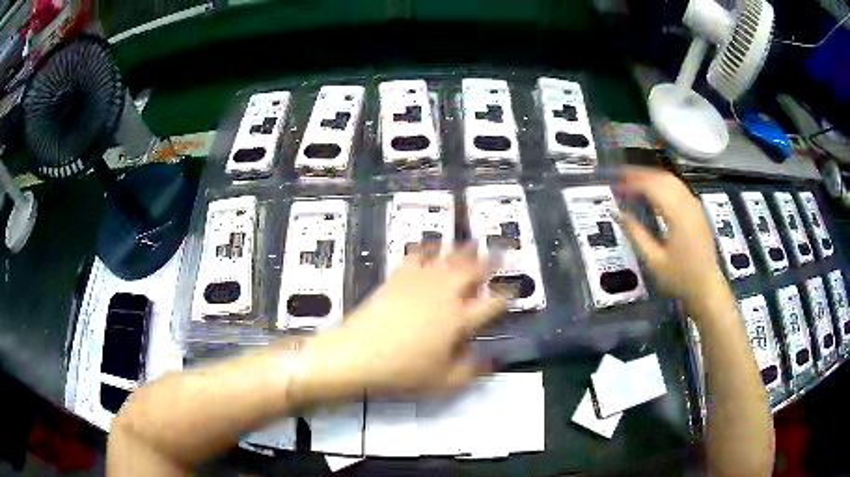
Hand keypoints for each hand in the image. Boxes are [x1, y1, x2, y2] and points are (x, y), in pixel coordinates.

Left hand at [299, 246, 506, 400]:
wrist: (357, 355)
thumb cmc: (402, 372)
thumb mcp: (442, 382)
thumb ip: (470, 371)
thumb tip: (489, 359)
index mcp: (459, 320)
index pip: (491, 304)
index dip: (504, 298)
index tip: (510, 294)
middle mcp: (444, 294)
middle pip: (473, 271)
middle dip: (490, 262)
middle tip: (499, 254)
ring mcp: (420, 282)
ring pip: (448, 258)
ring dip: (463, 250)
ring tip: (473, 245)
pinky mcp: (398, 277)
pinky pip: (417, 255)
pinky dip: (428, 249)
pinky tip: (431, 248)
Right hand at [616, 166, 726, 307]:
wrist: (706, 286)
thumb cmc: (679, 277)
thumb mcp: (654, 261)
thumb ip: (636, 234)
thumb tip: (617, 213)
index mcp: (678, 215)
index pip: (652, 187)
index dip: (632, 183)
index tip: (615, 187)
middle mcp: (688, 204)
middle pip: (661, 178)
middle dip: (640, 174)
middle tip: (620, 177)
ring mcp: (694, 205)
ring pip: (670, 179)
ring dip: (650, 176)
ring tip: (632, 180)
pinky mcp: (696, 209)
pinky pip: (677, 187)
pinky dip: (661, 183)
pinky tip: (652, 190)